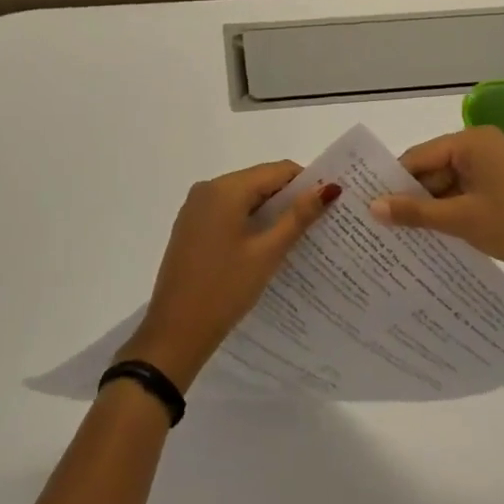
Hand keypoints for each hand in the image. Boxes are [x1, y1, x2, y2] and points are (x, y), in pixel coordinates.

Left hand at [122, 162, 339, 389]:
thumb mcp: (267, 253)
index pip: (278, 171)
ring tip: (298, 237)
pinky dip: (249, 222)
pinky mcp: (191, 227)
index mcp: (225, 189)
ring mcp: (195, 208)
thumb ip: (298, 217)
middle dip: (289, 199)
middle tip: (319, 223)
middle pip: (260, 181)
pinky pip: (228, 213)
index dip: (306, 184)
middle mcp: (207, 189)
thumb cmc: (224, 289)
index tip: (329, 205)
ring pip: (244, 198)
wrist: (174, 333)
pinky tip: (266, 247)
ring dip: (270, 213)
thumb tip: (328, 188)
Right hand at [369, 126, 503, 285]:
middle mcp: (482, 146)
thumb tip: (372, 208)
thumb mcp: (460, 219)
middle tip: (382, 226)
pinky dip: (451, 212)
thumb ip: (415, 212)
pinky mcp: (503, 188)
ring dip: (431, 208)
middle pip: (432, 169)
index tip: (368, 207)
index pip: (419, 157)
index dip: (394, 182)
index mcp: (472, 142)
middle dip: (412, 197)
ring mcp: (495, 167)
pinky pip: (465, 194)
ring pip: (448, 184)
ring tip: (402, 236)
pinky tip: (433, 235)